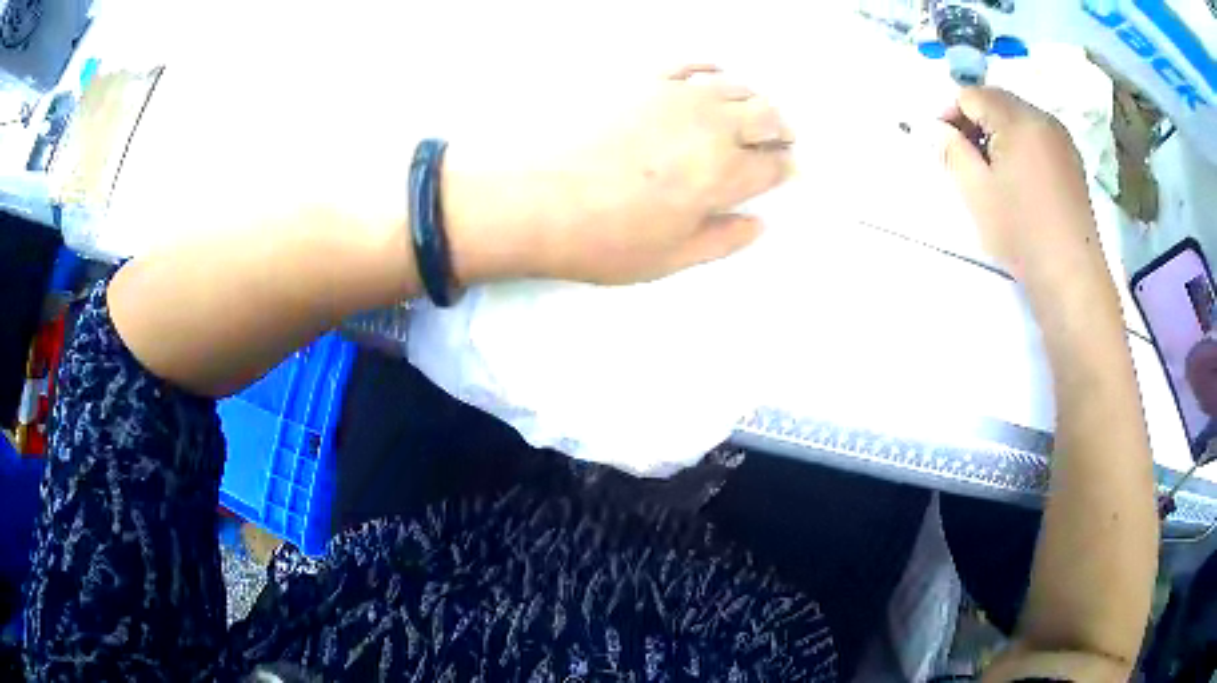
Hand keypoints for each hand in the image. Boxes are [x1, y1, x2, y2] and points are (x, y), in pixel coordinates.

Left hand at [443, 66, 793, 284]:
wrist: (535, 200)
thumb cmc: (604, 240)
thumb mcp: (671, 258)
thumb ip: (724, 239)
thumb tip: (760, 223)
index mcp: (724, 174)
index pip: (773, 165)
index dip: (785, 168)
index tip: (788, 170)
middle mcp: (711, 126)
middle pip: (766, 116)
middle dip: (781, 129)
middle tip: (780, 139)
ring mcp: (676, 96)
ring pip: (736, 87)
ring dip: (755, 99)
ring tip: (752, 111)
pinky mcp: (643, 79)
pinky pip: (690, 63)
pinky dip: (712, 68)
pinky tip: (715, 75)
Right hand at [940, 87, 1098, 281]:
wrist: (1072, 277)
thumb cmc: (1022, 233)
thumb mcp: (976, 192)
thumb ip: (951, 150)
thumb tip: (934, 128)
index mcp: (1017, 118)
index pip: (971, 95)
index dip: (949, 115)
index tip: (942, 146)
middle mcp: (1042, 118)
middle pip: (996, 102)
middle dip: (974, 123)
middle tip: (965, 161)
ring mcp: (1061, 139)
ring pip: (1017, 119)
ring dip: (997, 135)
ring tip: (992, 174)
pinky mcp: (1072, 161)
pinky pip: (1037, 137)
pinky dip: (1020, 147)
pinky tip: (1019, 181)